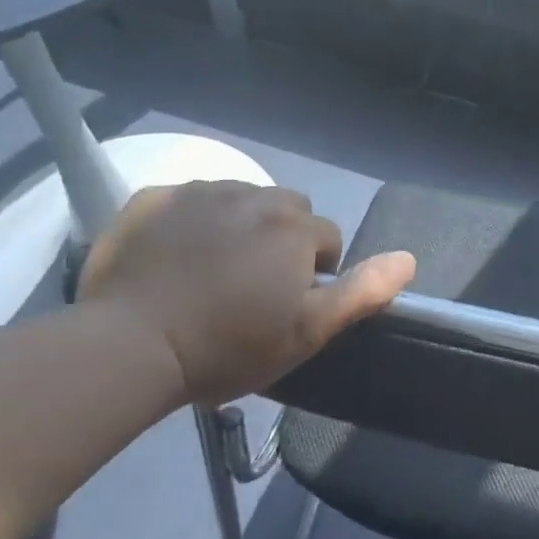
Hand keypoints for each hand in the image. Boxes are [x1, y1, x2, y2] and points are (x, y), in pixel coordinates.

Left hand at [77, 181, 415, 405]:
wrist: (130, 347)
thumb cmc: (227, 346)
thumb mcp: (307, 331)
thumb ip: (363, 292)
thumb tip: (409, 259)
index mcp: (294, 228)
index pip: (327, 238)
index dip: (314, 273)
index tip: (285, 306)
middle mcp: (255, 196)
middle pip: (286, 211)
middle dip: (280, 241)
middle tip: (250, 287)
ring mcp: (201, 192)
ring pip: (240, 201)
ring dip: (238, 226)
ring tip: (210, 271)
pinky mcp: (154, 198)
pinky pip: (189, 200)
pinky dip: (191, 221)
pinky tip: (173, 256)